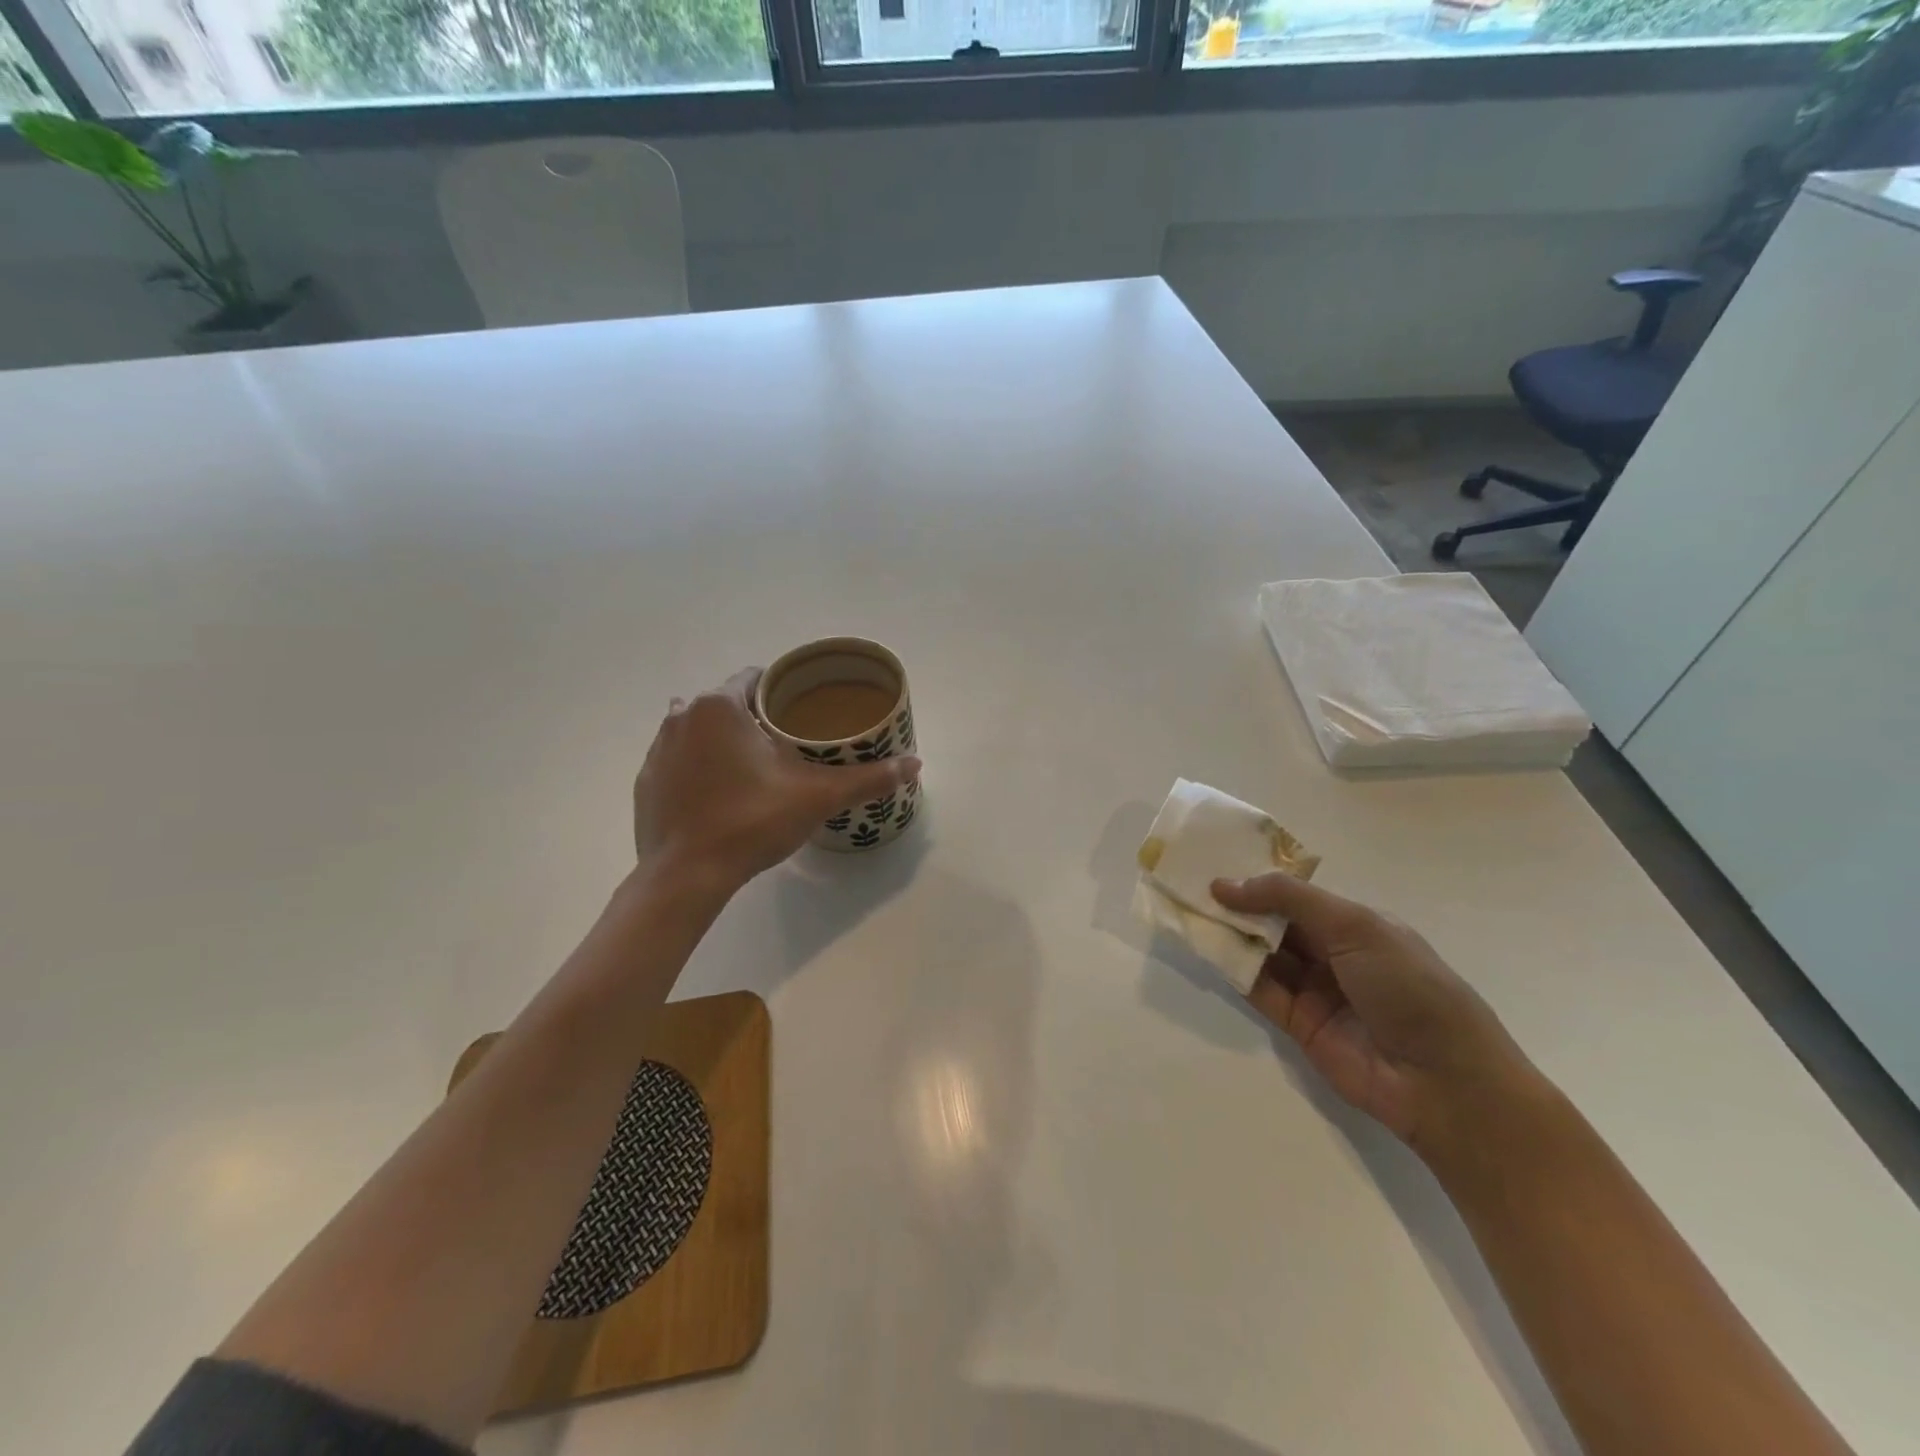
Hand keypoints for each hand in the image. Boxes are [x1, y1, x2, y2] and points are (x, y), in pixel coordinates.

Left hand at [633, 668, 920, 895]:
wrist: (685, 877)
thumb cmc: (751, 822)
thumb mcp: (817, 798)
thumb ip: (867, 778)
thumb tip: (916, 763)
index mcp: (719, 706)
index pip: (755, 678)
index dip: (781, 690)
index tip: (801, 710)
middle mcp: (681, 716)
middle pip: (726, 703)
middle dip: (753, 717)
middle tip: (786, 745)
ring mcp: (657, 749)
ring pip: (699, 729)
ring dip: (723, 740)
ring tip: (753, 769)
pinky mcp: (645, 782)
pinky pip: (678, 760)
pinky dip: (699, 767)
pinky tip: (720, 794)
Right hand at [1212, 873, 1533, 1153]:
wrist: (1443, 1082)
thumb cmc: (1408, 986)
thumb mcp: (1355, 926)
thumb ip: (1289, 899)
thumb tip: (1224, 884)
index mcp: (1355, 923)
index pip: (1297, 894)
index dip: (1258, 878)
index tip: (1216, 862)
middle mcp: (1332, 952)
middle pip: (1275, 921)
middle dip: (1238, 904)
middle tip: (1190, 885)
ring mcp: (1314, 989)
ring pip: (1262, 953)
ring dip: (1230, 935)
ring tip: (1188, 911)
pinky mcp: (1297, 1024)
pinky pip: (1259, 989)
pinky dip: (1234, 970)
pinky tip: (1206, 949)